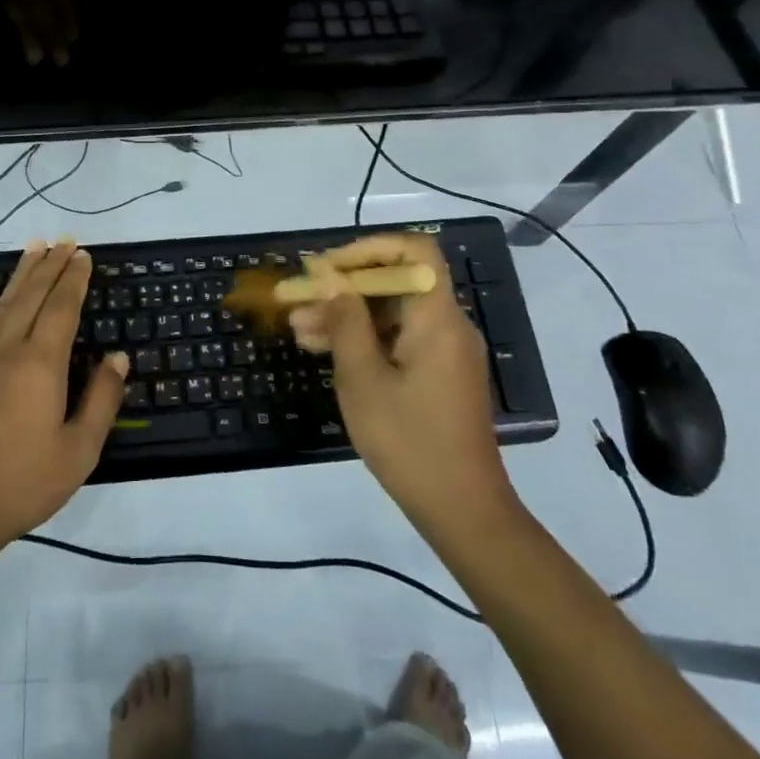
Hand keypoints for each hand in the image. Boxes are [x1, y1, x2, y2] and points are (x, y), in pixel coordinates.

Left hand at [0, 238, 128, 555]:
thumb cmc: (22, 484)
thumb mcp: (78, 451)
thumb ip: (101, 400)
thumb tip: (118, 357)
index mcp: (41, 365)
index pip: (62, 308)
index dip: (75, 279)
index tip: (84, 255)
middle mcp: (8, 350)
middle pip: (33, 296)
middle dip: (52, 266)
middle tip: (65, 242)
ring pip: (4, 303)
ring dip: (21, 273)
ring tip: (34, 246)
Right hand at [288, 234, 519, 541]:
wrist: (462, 509)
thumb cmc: (408, 440)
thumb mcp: (363, 378)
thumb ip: (344, 320)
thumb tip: (326, 276)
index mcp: (437, 318)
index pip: (414, 250)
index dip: (369, 249)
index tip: (330, 269)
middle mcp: (447, 325)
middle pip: (396, 282)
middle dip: (343, 287)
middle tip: (297, 302)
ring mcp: (444, 351)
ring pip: (391, 313)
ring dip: (346, 315)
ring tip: (298, 330)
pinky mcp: (438, 374)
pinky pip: (398, 339)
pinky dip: (363, 339)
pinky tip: (324, 351)